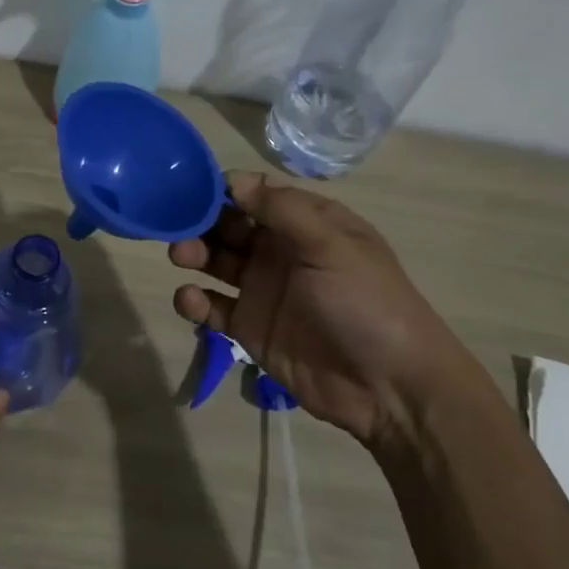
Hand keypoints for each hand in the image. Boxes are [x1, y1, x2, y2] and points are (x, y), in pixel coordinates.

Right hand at [170, 171, 474, 448]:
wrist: (390, 388)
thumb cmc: (366, 303)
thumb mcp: (332, 245)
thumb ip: (282, 210)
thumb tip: (233, 181)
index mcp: (308, 224)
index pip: (258, 194)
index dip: (225, 189)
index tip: (193, 189)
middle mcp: (282, 251)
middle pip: (230, 226)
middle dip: (202, 221)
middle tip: (178, 225)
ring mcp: (264, 290)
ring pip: (217, 262)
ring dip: (194, 254)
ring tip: (181, 257)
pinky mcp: (250, 329)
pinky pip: (213, 307)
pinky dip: (195, 301)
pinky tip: (190, 299)